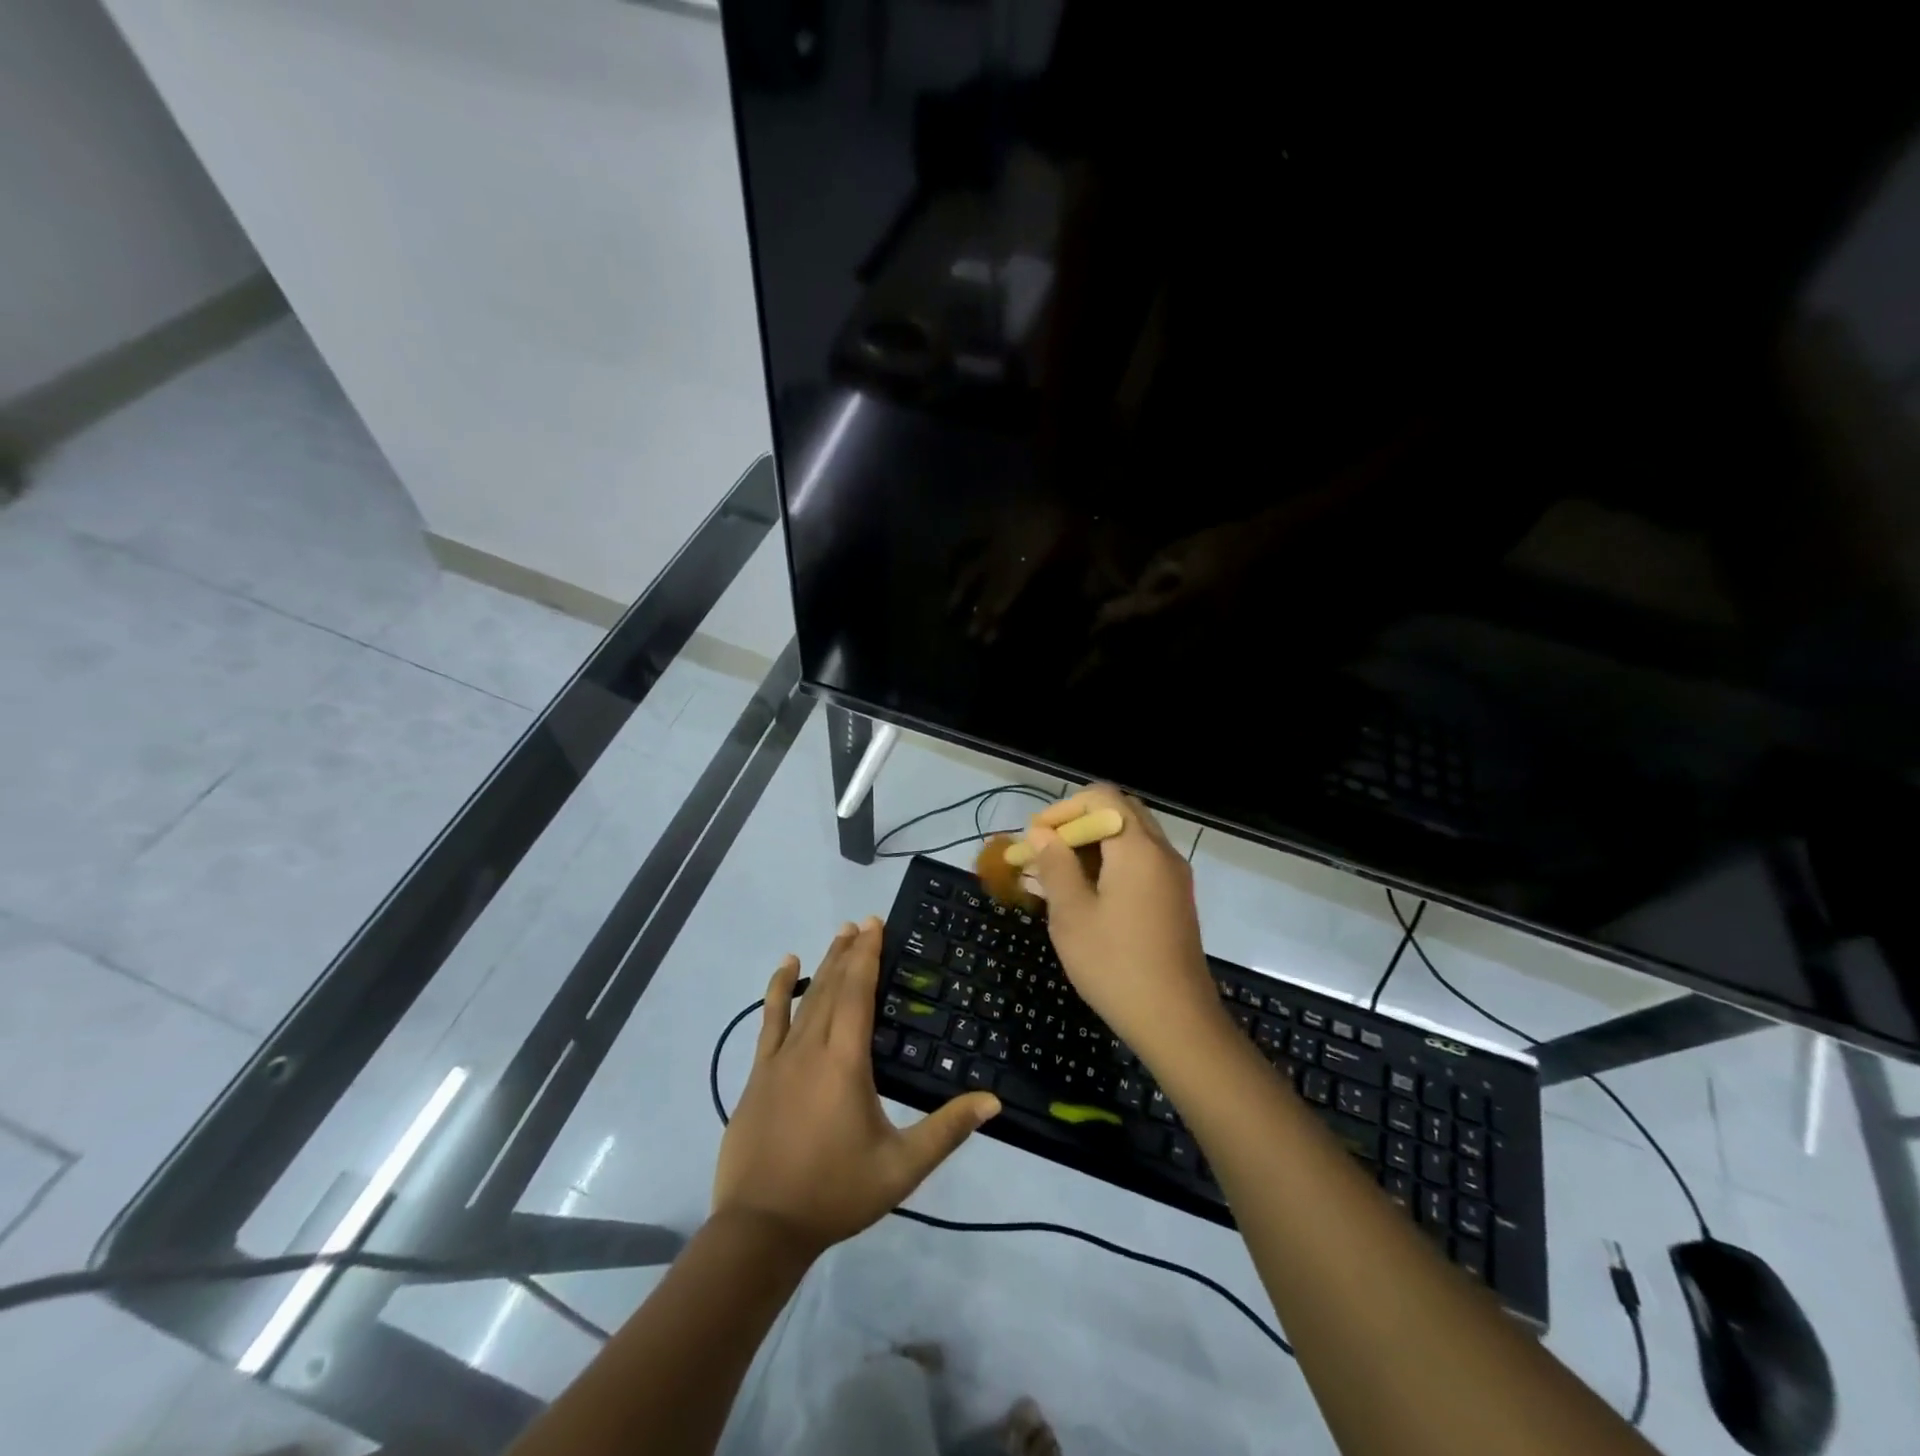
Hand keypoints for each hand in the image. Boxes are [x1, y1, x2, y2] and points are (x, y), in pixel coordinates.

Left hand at [713, 919, 1000, 1258]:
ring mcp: (779, 1059)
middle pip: (833, 987)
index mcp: (845, 1062)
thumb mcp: (900, 1167)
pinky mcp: (759, 1074)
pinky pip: (769, 1020)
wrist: (760, 1229)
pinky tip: (785, 969)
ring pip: (805, 998)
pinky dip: (778, 990)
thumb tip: (992, 1100)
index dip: (867, 955)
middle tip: (863, 922)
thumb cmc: (835, 1193)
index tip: (875, 924)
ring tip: (837, 934)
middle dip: (849, 952)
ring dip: (823, 963)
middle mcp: (812, 1048)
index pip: (858, 993)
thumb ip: (946, 1130)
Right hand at [1025, 787, 1221, 1056]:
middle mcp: (1161, 852)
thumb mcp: (1072, 915)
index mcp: (1137, 848)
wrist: (1176, 1021)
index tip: (1036, 839)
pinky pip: (1141, 862)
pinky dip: (1111, 864)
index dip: (1063, 809)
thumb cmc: (1115, 965)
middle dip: (1078, 824)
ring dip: (1093, 845)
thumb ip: (1055, 866)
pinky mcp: (1175, 899)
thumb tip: (1040, 833)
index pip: (1101, 797)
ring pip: (1130, 838)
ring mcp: (1173, 876)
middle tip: (1047, 852)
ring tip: (1058, 876)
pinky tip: (1085, 896)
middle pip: (1119, 812)